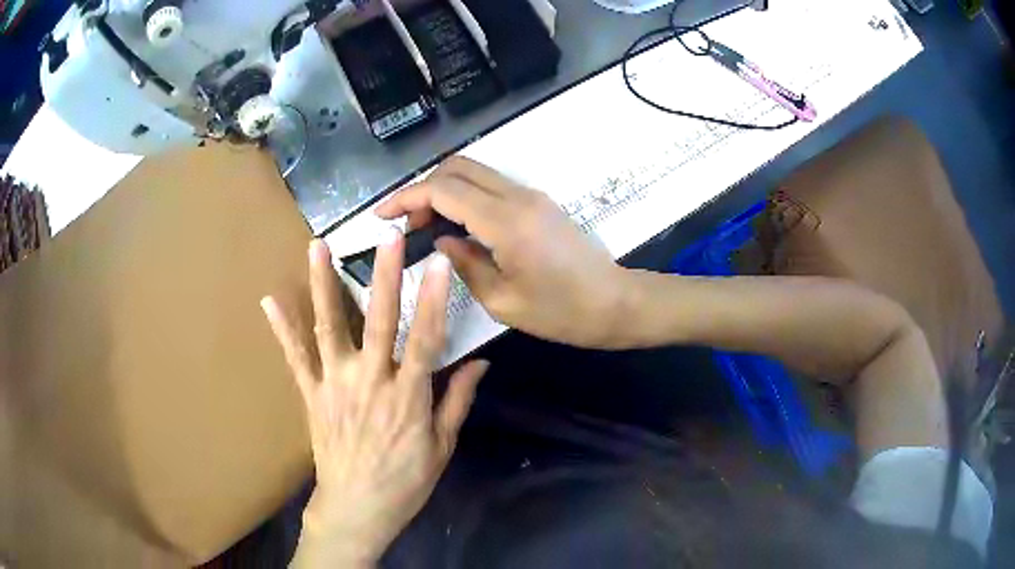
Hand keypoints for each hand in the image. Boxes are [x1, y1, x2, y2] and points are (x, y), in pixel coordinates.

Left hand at [261, 236, 487, 565]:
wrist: (358, 507)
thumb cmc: (406, 481)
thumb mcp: (443, 446)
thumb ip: (458, 401)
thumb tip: (481, 362)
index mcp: (408, 397)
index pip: (425, 338)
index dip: (433, 298)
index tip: (437, 261)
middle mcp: (370, 382)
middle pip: (380, 322)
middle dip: (385, 276)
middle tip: (387, 237)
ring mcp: (336, 386)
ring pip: (330, 329)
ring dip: (323, 286)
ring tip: (317, 247)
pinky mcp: (312, 395)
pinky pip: (296, 359)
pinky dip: (283, 329)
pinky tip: (270, 300)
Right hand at [376, 156, 629, 348]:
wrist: (615, 303)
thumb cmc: (561, 312)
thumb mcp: (503, 300)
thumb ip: (465, 264)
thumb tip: (442, 242)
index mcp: (505, 221)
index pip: (444, 191)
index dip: (407, 199)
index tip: (381, 216)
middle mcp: (517, 197)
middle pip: (457, 168)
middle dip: (423, 189)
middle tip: (408, 226)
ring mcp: (530, 195)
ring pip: (474, 173)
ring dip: (444, 191)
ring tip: (428, 228)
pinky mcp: (538, 202)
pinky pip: (491, 187)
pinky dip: (465, 197)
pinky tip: (457, 227)